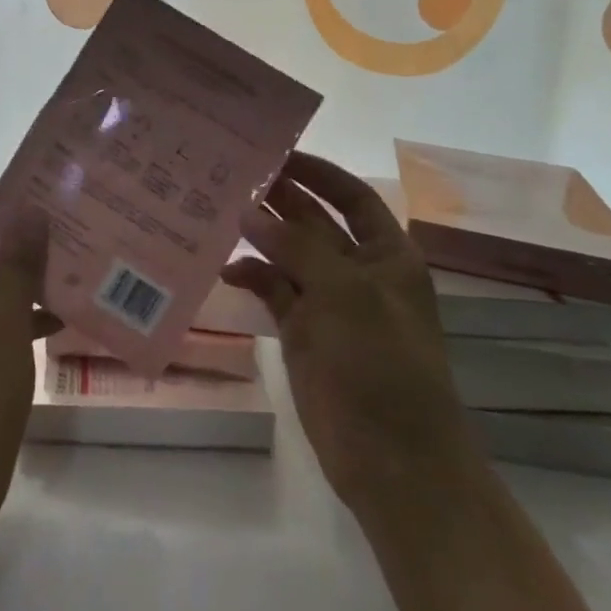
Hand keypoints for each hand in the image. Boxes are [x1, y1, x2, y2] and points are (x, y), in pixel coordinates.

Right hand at [223, 152, 474, 509]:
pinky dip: (251, 278)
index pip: (351, 197)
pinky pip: (273, 292)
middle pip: (315, 221)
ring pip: (288, 255)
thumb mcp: (347, 294)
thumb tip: (249, 212)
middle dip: (279, 198)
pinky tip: (224, 269)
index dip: (319, 172)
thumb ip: (297, 248)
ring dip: (259, 235)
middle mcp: (357, 271)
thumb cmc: (383, 363)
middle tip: (232, 175)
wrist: (392, 456)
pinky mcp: (302, 332)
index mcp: (387, 254)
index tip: (277, 153)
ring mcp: (328, 303)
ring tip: (217, 210)